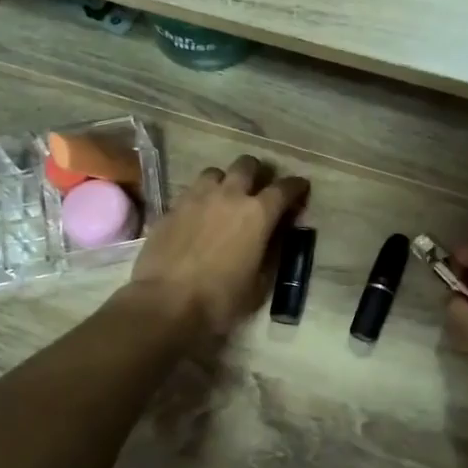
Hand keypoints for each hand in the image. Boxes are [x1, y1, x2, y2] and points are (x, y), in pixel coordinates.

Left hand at [126, 154, 307, 336]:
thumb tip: (274, 237)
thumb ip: (271, 253)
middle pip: (247, 165)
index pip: (284, 188)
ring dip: (225, 180)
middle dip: (258, 172)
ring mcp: (197, 197)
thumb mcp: (259, 283)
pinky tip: (199, 214)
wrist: (166, 303)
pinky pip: (191, 191)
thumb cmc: (221, 299)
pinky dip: (200, 197)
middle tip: (259, 188)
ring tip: (224, 197)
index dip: (296, 186)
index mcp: (258, 214)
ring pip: (215, 172)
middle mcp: (229, 195)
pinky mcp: (172, 207)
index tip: (301, 188)